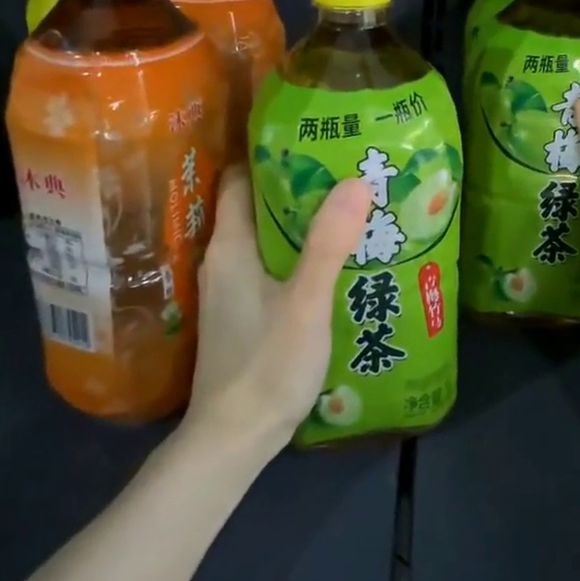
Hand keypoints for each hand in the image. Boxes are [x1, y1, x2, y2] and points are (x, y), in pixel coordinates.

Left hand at [187, 168, 374, 457]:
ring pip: (265, 238)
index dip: (269, 154)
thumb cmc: (266, 365)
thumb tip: (355, 181)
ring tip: (346, 208)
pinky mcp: (243, 313)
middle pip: (255, 205)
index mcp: (231, 246)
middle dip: (296, 186)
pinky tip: (332, 261)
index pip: (237, 179)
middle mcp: (224, 260)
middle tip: (343, 171)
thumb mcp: (305, 302)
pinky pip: (270, 265)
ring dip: (299, 222)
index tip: (311, 140)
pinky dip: (296, 253)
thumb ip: (328, 244)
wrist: (233, 440)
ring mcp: (231, 289)